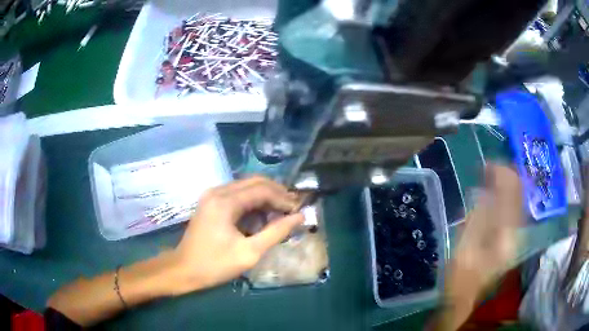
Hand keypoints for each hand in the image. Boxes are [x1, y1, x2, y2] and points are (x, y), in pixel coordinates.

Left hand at [170, 176, 303, 294]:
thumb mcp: (249, 252)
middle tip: (292, 209)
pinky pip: (237, 194)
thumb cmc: (215, 264)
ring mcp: (212, 195)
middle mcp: (217, 191)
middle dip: (276, 193)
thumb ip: (276, 232)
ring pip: (246, 186)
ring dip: (265, 196)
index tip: (298, 211)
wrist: (183, 269)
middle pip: (254, 182)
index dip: (283, 198)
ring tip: (281, 212)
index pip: (262, 190)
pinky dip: (253, 201)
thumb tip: (299, 217)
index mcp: (225, 202)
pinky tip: (261, 215)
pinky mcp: (210, 202)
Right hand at [429, 165, 523, 330]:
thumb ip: (477, 218)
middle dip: (505, 177)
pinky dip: (504, 198)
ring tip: (490, 176)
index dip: (502, 175)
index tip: (487, 165)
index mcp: (507, 234)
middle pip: (518, 195)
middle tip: (488, 167)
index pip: (512, 195)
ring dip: (505, 186)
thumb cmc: (461, 276)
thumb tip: (484, 190)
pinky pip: (511, 210)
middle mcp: (516, 231)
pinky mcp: (509, 239)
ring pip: (516, 201)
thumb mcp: (466, 247)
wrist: (465, 299)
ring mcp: (514, 236)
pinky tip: (494, 195)